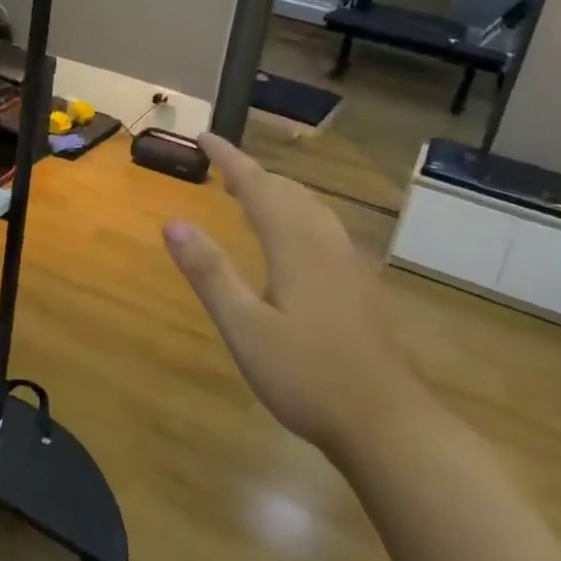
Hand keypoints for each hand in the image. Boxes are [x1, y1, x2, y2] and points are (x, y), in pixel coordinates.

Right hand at [161, 134, 428, 456]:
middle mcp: (326, 244)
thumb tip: (172, 221)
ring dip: (278, 194)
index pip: (258, 186)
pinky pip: (324, 231)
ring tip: (251, 196)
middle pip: (288, 192)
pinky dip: (298, 216)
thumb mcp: (245, 328)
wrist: (388, 423)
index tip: (205, 136)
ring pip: (311, 210)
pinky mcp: (361, 288)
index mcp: (296, 245)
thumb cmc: (308, 377)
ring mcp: (350, 266)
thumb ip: (210, 273)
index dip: (230, 158)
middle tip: (222, 167)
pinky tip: (294, 243)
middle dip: (254, 174)